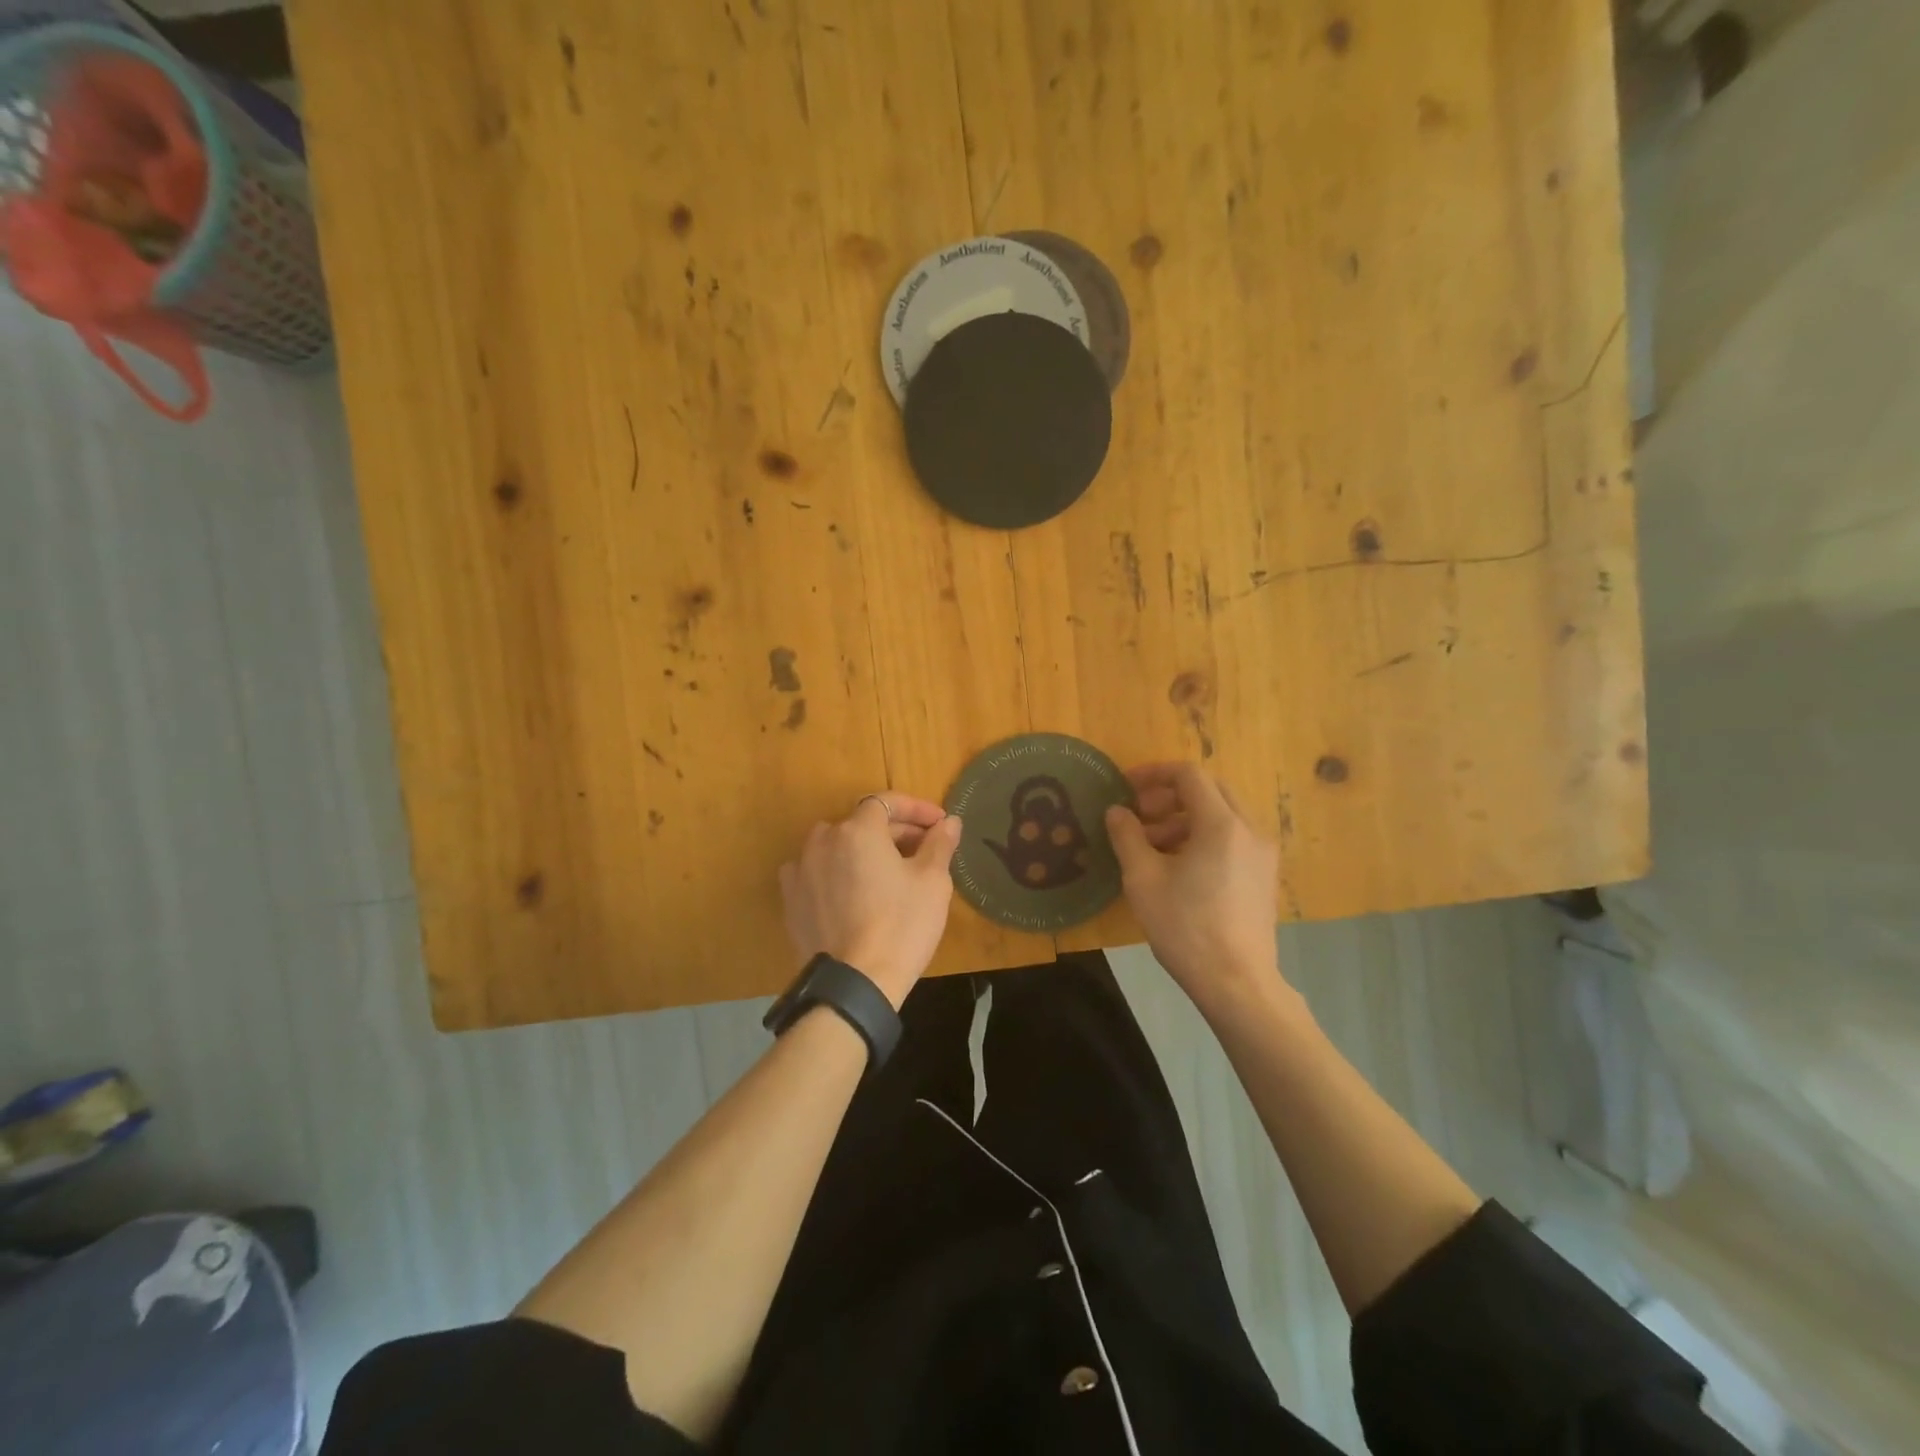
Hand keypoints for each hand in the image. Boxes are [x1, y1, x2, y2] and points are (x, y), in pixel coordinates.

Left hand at [779, 792, 962, 1008]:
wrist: (855, 983)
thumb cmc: (902, 925)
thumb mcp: (932, 881)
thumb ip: (939, 843)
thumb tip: (949, 822)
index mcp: (858, 830)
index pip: (887, 802)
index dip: (916, 809)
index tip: (939, 824)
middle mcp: (823, 840)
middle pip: (862, 823)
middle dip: (895, 831)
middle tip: (924, 850)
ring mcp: (801, 870)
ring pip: (837, 846)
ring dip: (863, 850)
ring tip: (888, 871)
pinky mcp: (791, 899)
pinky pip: (817, 872)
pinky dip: (837, 872)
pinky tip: (853, 891)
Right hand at [1106, 763, 1281, 1010]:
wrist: (1236, 982)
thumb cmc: (1185, 927)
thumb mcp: (1143, 878)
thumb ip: (1127, 835)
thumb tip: (1117, 811)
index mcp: (1221, 823)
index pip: (1189, 775)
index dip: (1153, 774)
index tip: (1125, 787)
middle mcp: (1249, 829)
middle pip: (1209, 790)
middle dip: (1169, 796)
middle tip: (1139, 815)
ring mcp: (1262, 853)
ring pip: (1221, 815)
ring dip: (1184, 819)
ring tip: (1150, 846)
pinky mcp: (1263, 876)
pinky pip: (1232, 838)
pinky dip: (1203, 837)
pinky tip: (1177, 867)